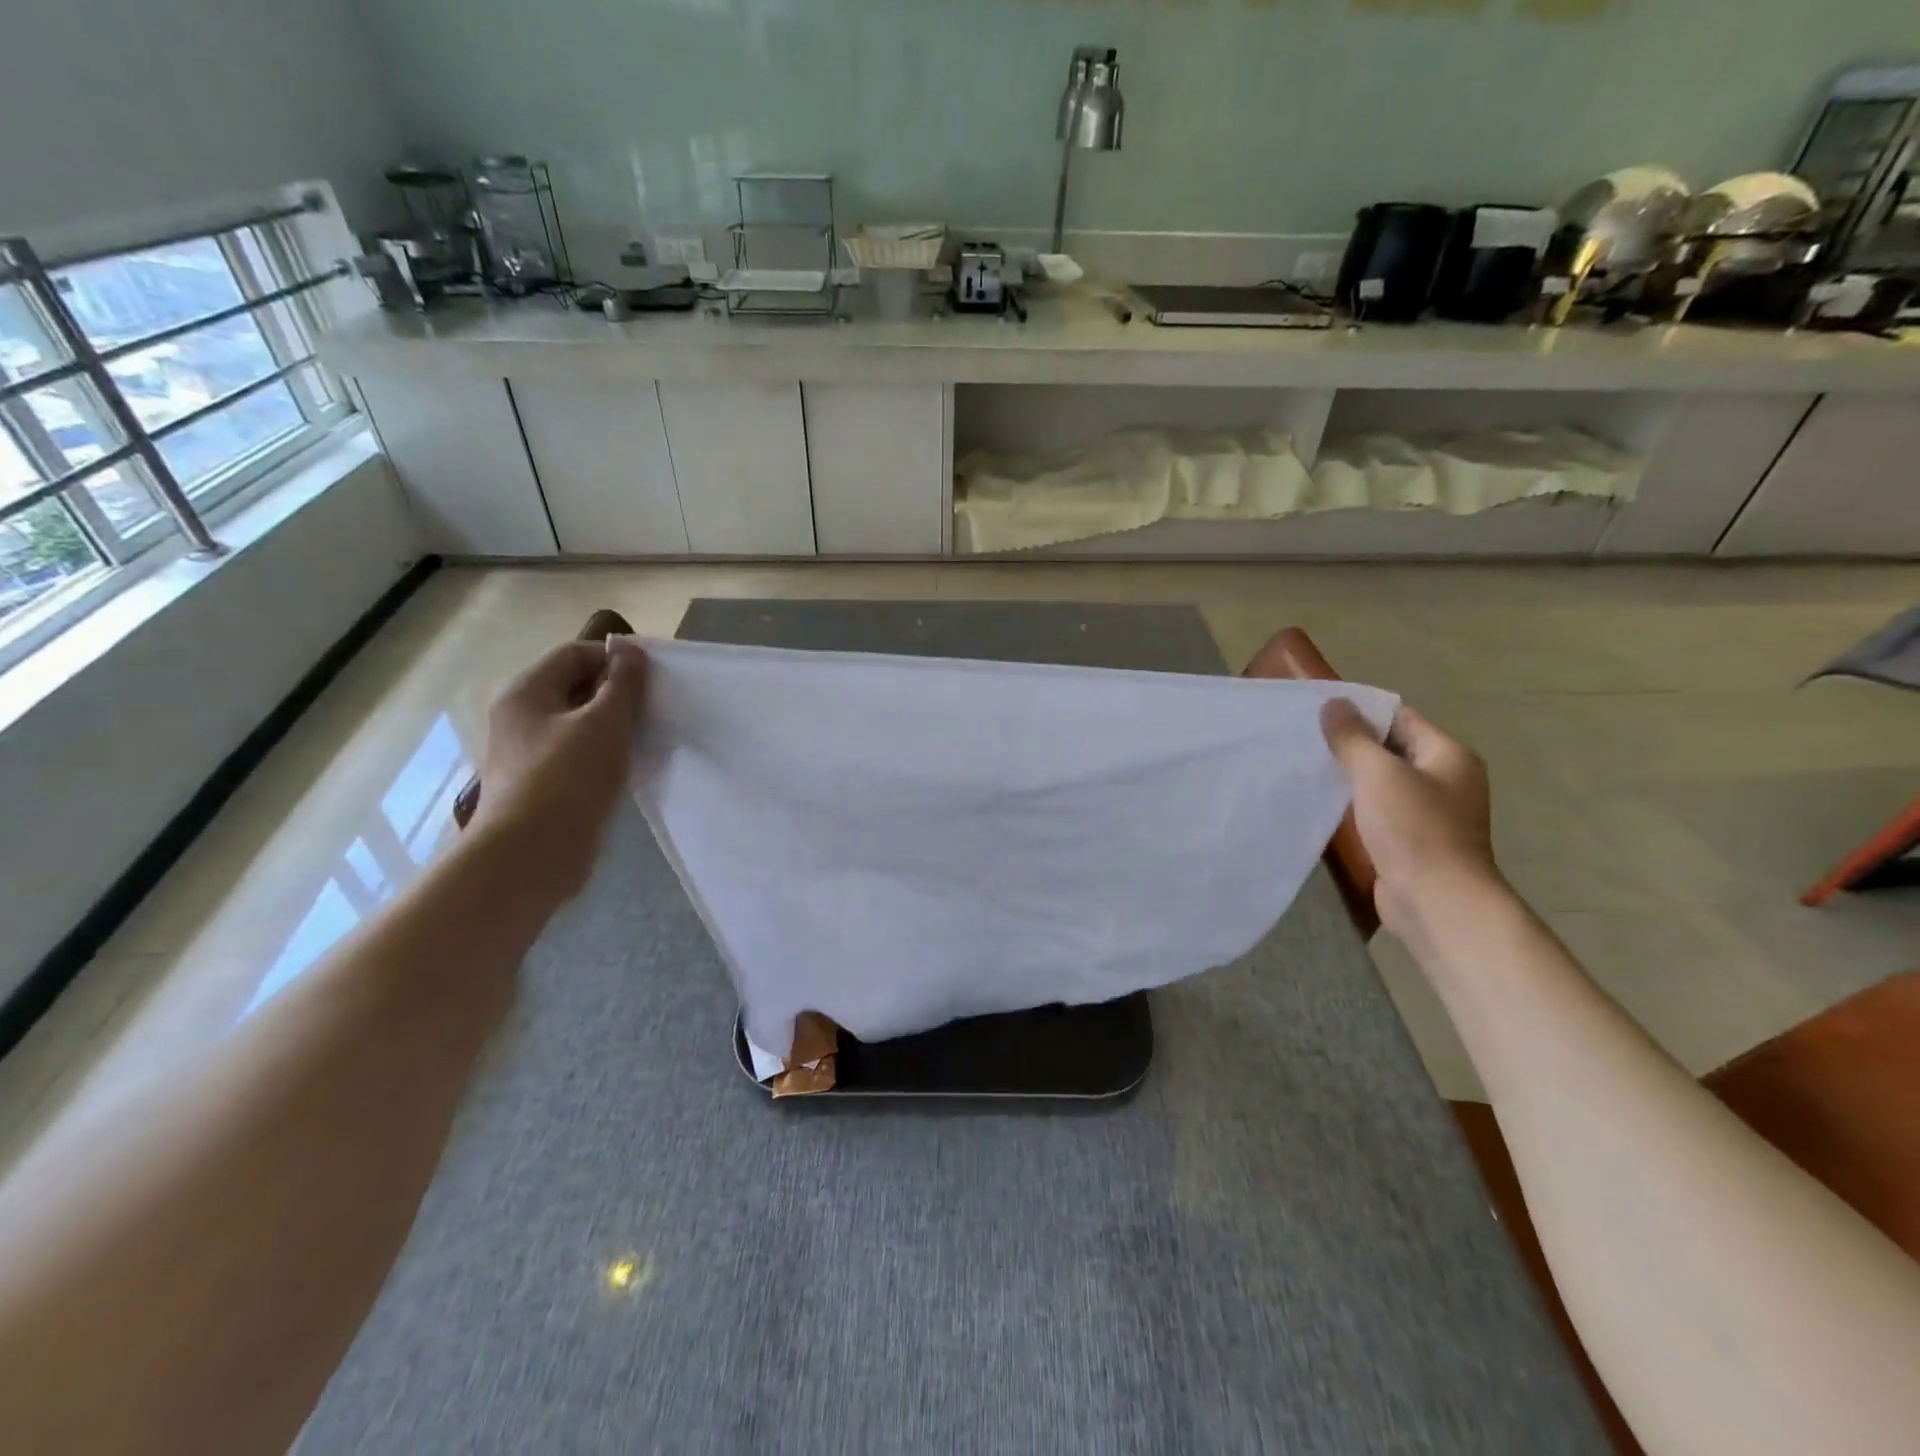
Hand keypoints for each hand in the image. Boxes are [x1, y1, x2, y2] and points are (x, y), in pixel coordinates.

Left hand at [470, 638, 647, 902]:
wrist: (532, 855)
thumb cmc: (568, 779)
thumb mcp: (604, 723)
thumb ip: (622, 685)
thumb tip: (631, 651)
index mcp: (526, 692)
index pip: (574, 654)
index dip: (615, 659)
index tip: (652, 679)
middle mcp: (520, 717)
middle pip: (575, 687)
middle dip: (616, 693)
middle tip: (653, 708)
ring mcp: (528, 753)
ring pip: (578, 724)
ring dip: (613, 725)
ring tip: (646, 737)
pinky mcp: (542, 784)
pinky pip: (577, 754)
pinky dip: (604, 753)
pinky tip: (628, 767)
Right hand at [1320, 700, 1500, 941]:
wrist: (1436, 901)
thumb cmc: (1414, 829)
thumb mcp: (1378, 774)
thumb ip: (1352, 738)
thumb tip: (1334, 704)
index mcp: (1449, 755)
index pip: (1400, 718)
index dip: (1360, 712)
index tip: (1318, 714)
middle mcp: (1446, 779)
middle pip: (1392, 749)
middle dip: (1351, 745)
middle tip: (1306, 740)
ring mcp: (1431, 812)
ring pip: (1383, 782)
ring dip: (1351, 777)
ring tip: (1309, 769)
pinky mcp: (1413, 840)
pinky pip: (1380, 810)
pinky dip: (1356, 805)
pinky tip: (1326, 805)